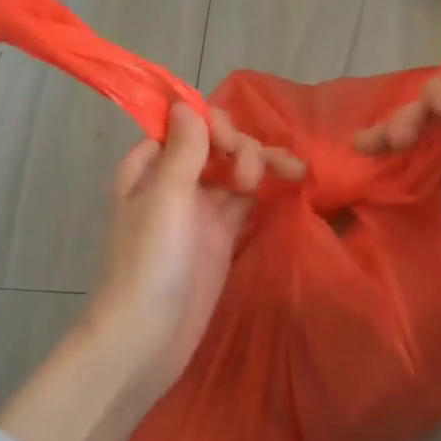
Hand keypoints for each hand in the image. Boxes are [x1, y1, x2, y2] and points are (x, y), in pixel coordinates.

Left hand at [83, 102, 300, 398]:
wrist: (147, 338)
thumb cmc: (150, 262)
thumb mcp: (165, 197)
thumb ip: (183, 149)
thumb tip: (187, 102)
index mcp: (150, 168)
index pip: (187, 126)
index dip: (214, 125)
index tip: (232, 142)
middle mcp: (175, 182)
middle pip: (217, 146)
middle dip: (243, 148)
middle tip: (254, 174)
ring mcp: (201, 210)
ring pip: (237, 171)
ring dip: (263, 164)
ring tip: (294, 172)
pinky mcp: (222, 236)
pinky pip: (248, 200)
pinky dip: (268, 189)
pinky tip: (294, 182)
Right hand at [354, 35, 440, 310]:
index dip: (435, 94)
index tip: (434, 112)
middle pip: (436, 109)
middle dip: (410, 117)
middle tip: (394, 140)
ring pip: (426, 136)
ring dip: (395, 136)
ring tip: (364, 148)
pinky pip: (423, 166)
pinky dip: (400, 161)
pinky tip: (374, 160)